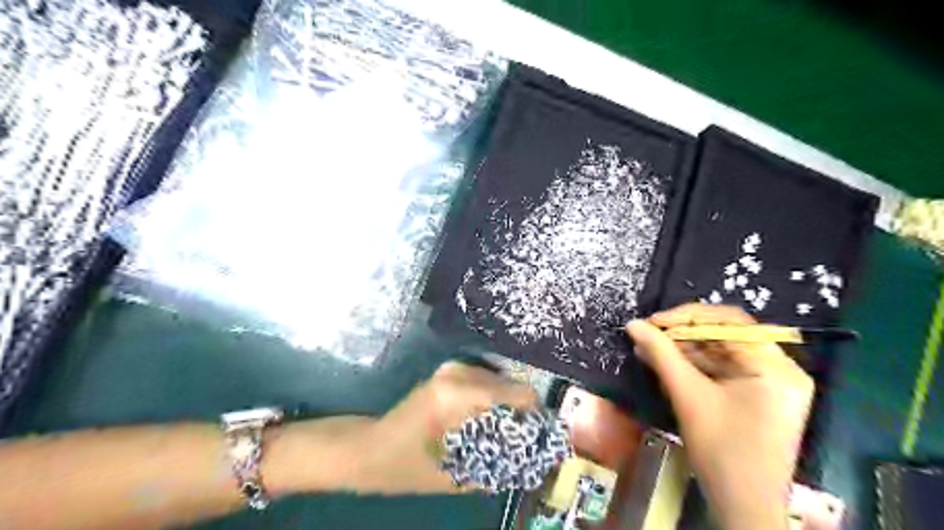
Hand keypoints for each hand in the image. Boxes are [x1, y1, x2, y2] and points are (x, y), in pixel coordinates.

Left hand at [352, 362, 533, 495]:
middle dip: (522, 410)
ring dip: (508, 404)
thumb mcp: (451, 477)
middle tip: (527, 438)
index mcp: (458, 395)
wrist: (366, 448)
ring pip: (498, 381)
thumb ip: (492, 470)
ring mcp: (452, 369)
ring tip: (511, 432)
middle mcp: (458, 373)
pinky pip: (484, 381)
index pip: (515, 393)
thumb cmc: (402, 466)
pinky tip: (491, 421)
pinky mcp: (448, 372)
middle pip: (510, 385)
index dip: (534, 414)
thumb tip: (528, 465)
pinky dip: (494, 398)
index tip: (543, 435)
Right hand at [625, 304, 814, 528]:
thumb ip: (661, 354)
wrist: (743, 505)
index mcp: (775, 366)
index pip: (730, 322)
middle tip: (648, 334)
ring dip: (683, 349)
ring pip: (720, 351)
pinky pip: (722, 369)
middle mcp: (780, 368)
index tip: (653, 321)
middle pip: (726, 335)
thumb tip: (633, 324)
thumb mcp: (688, 395)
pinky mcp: (757, 395)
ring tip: (648, 347)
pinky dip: (693, 365)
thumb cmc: (721, 450)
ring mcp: (770, 382)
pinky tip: (664, 361)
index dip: (687, 317)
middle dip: (683, 333)